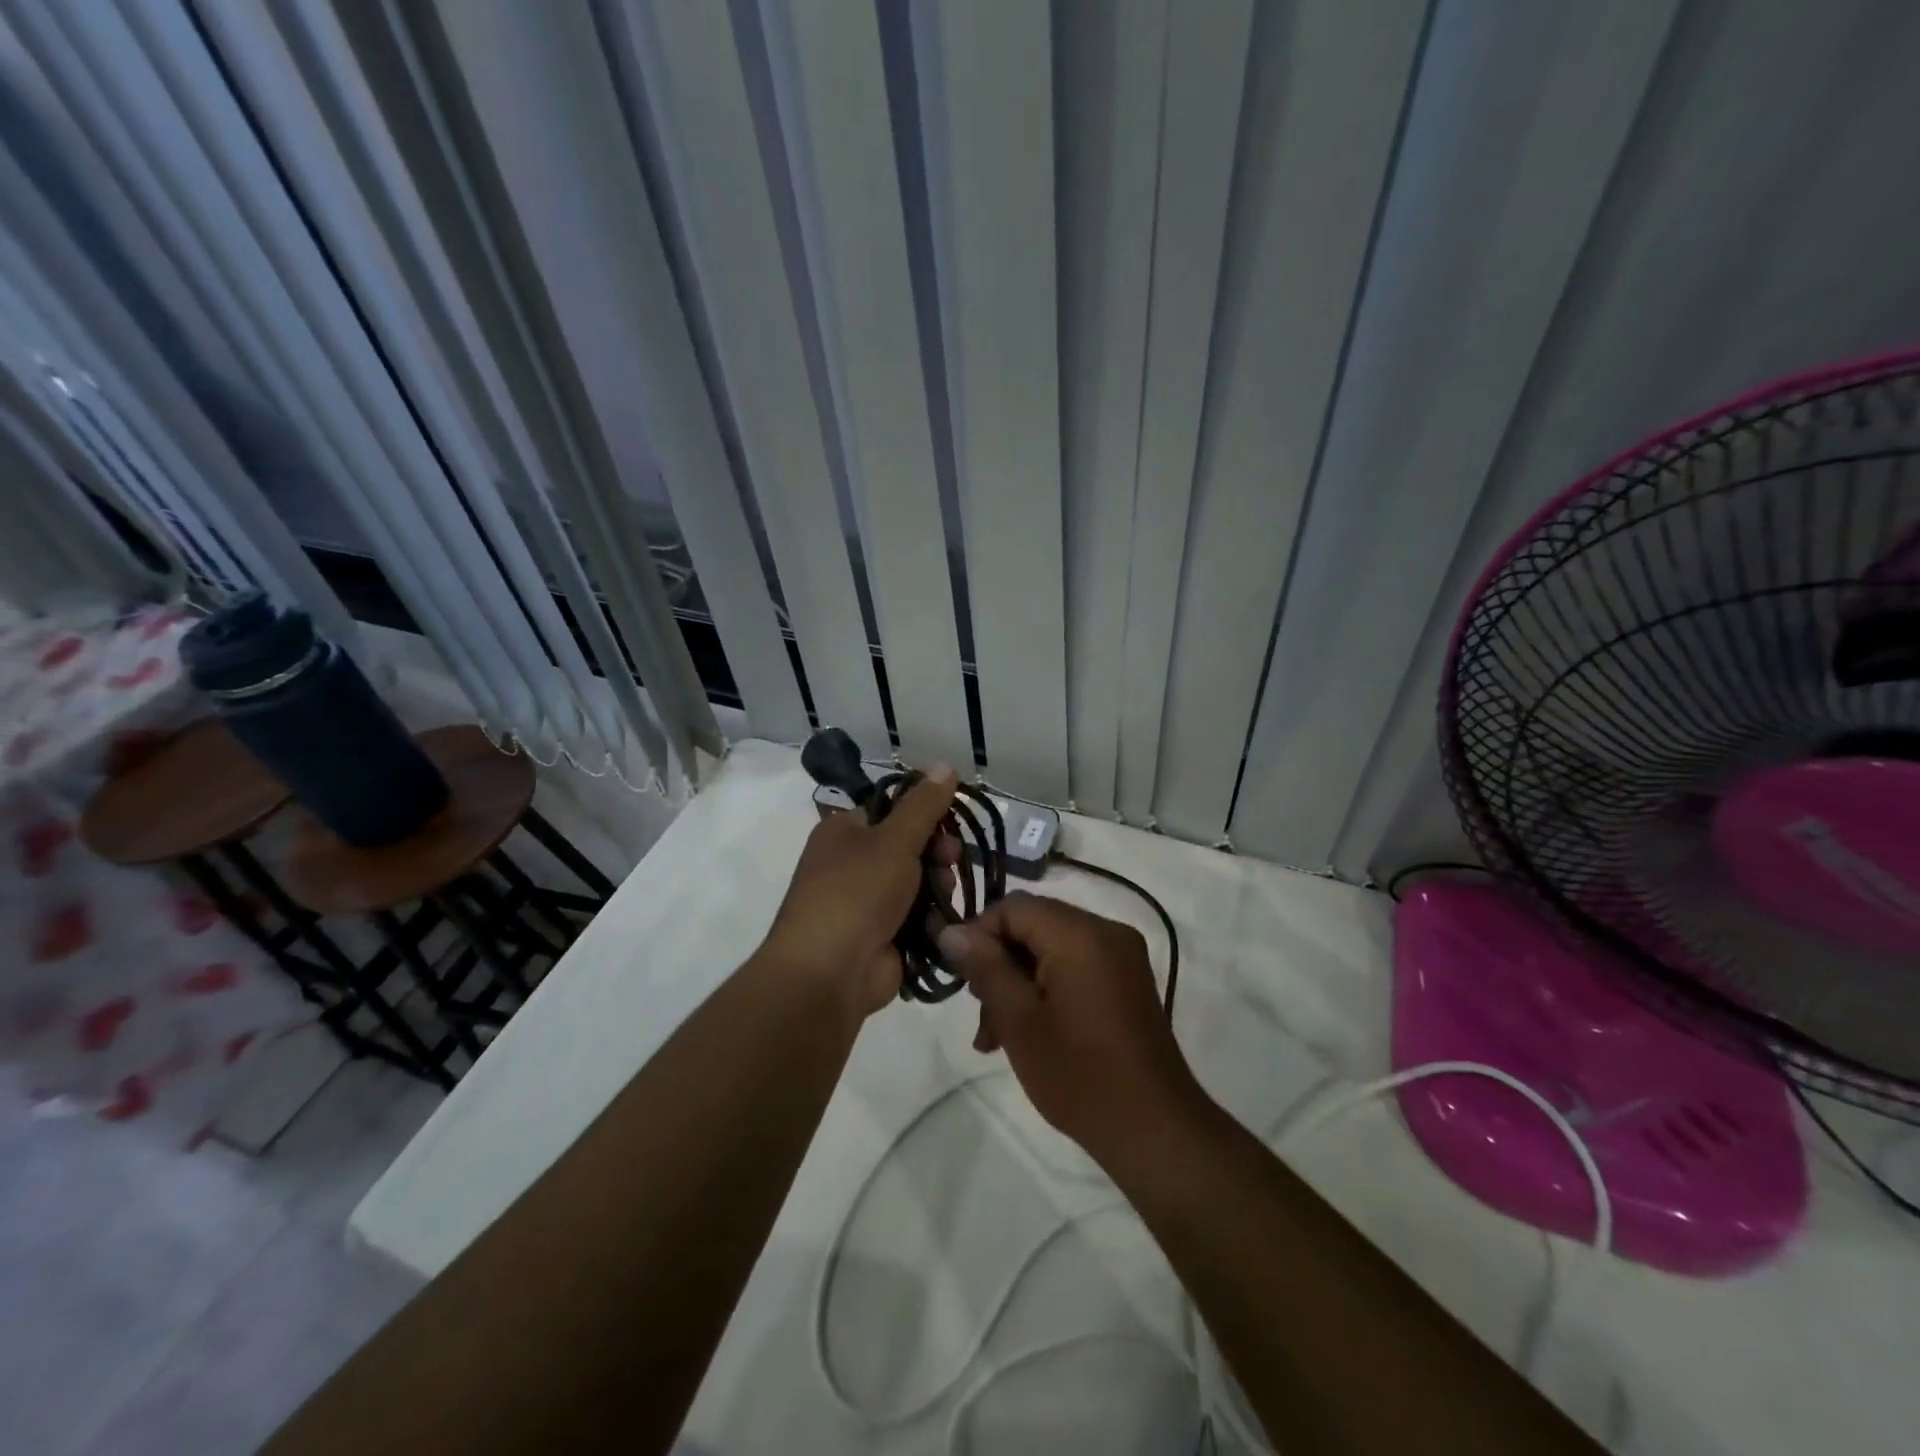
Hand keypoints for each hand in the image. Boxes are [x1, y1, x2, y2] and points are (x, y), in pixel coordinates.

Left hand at [760, 767, 959, 1018]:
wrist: (829, 973)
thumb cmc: (856, 893)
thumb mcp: (894, 840)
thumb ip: (923, 805)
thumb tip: (945, 765)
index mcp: (844, 832)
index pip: (890, 809)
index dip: (923, 812)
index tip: (950, 820)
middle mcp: (851, 863)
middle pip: (907, 846)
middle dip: (935, 852)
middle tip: (951, 857)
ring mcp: (866, 902)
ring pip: (916, 882)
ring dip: (937, 885)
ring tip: (945, 894)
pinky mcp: (882, 935)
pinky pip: (916, 916)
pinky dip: (931, 917)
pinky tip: (945, 920)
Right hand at [936, 893, 1202, 1168]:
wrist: (1155, 1130)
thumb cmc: (1079, 1074)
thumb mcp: (1018, 1020)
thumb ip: (984, 967)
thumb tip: (950, 930)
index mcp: (1080, 933)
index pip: (1013, 907)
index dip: (978, 934)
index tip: (961, 977)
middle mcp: (1106, 930)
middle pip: (1033, 925)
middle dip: (999, 964)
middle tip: (980, 1015)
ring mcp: (1122, 955)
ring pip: (1051, 948)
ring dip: (1019, 982)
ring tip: (996, 1037)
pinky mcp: (1128, 980)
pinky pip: (1075, 966)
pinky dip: (1047, 989)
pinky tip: (1029, 1032)